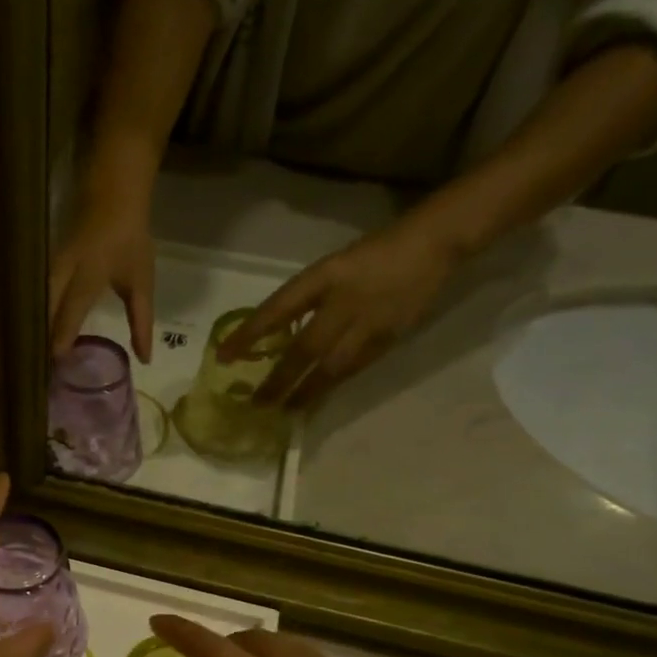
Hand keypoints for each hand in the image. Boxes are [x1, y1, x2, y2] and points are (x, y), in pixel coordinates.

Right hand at [49, 184, 156, 362]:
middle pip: (45, 308)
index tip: (57, 363)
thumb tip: (144, 360)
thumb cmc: (129, 242)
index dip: (62, 337)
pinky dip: (35, 313)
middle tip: (40, 367)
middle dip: (41, 337)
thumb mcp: (141, 283)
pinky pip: (35, 293)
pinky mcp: (43, 263)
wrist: (111, 195)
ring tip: (34, 353)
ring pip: (36, 300)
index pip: (70, 312)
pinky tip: (35, 331)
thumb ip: (141, 323)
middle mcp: (62, 271)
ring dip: (35, 326)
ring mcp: (49, 265)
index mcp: (88, 276)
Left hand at [222, 215, 462, 408]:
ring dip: (305, 393)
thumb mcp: (329, 269)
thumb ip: (303, 300)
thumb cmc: (372, 255)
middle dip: (279, 379)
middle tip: (257, 404)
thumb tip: (272, 334)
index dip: (249, 334)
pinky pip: (352, 370)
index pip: (278, 309)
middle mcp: (343, 302)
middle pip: (304, 348)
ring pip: (330, 368)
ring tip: (284, 412)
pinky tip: (316, 401)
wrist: (432, 245)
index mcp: (324, 277)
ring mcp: (367, 324)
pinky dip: (331, 387)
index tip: (224, 356)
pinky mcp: (387, 340)